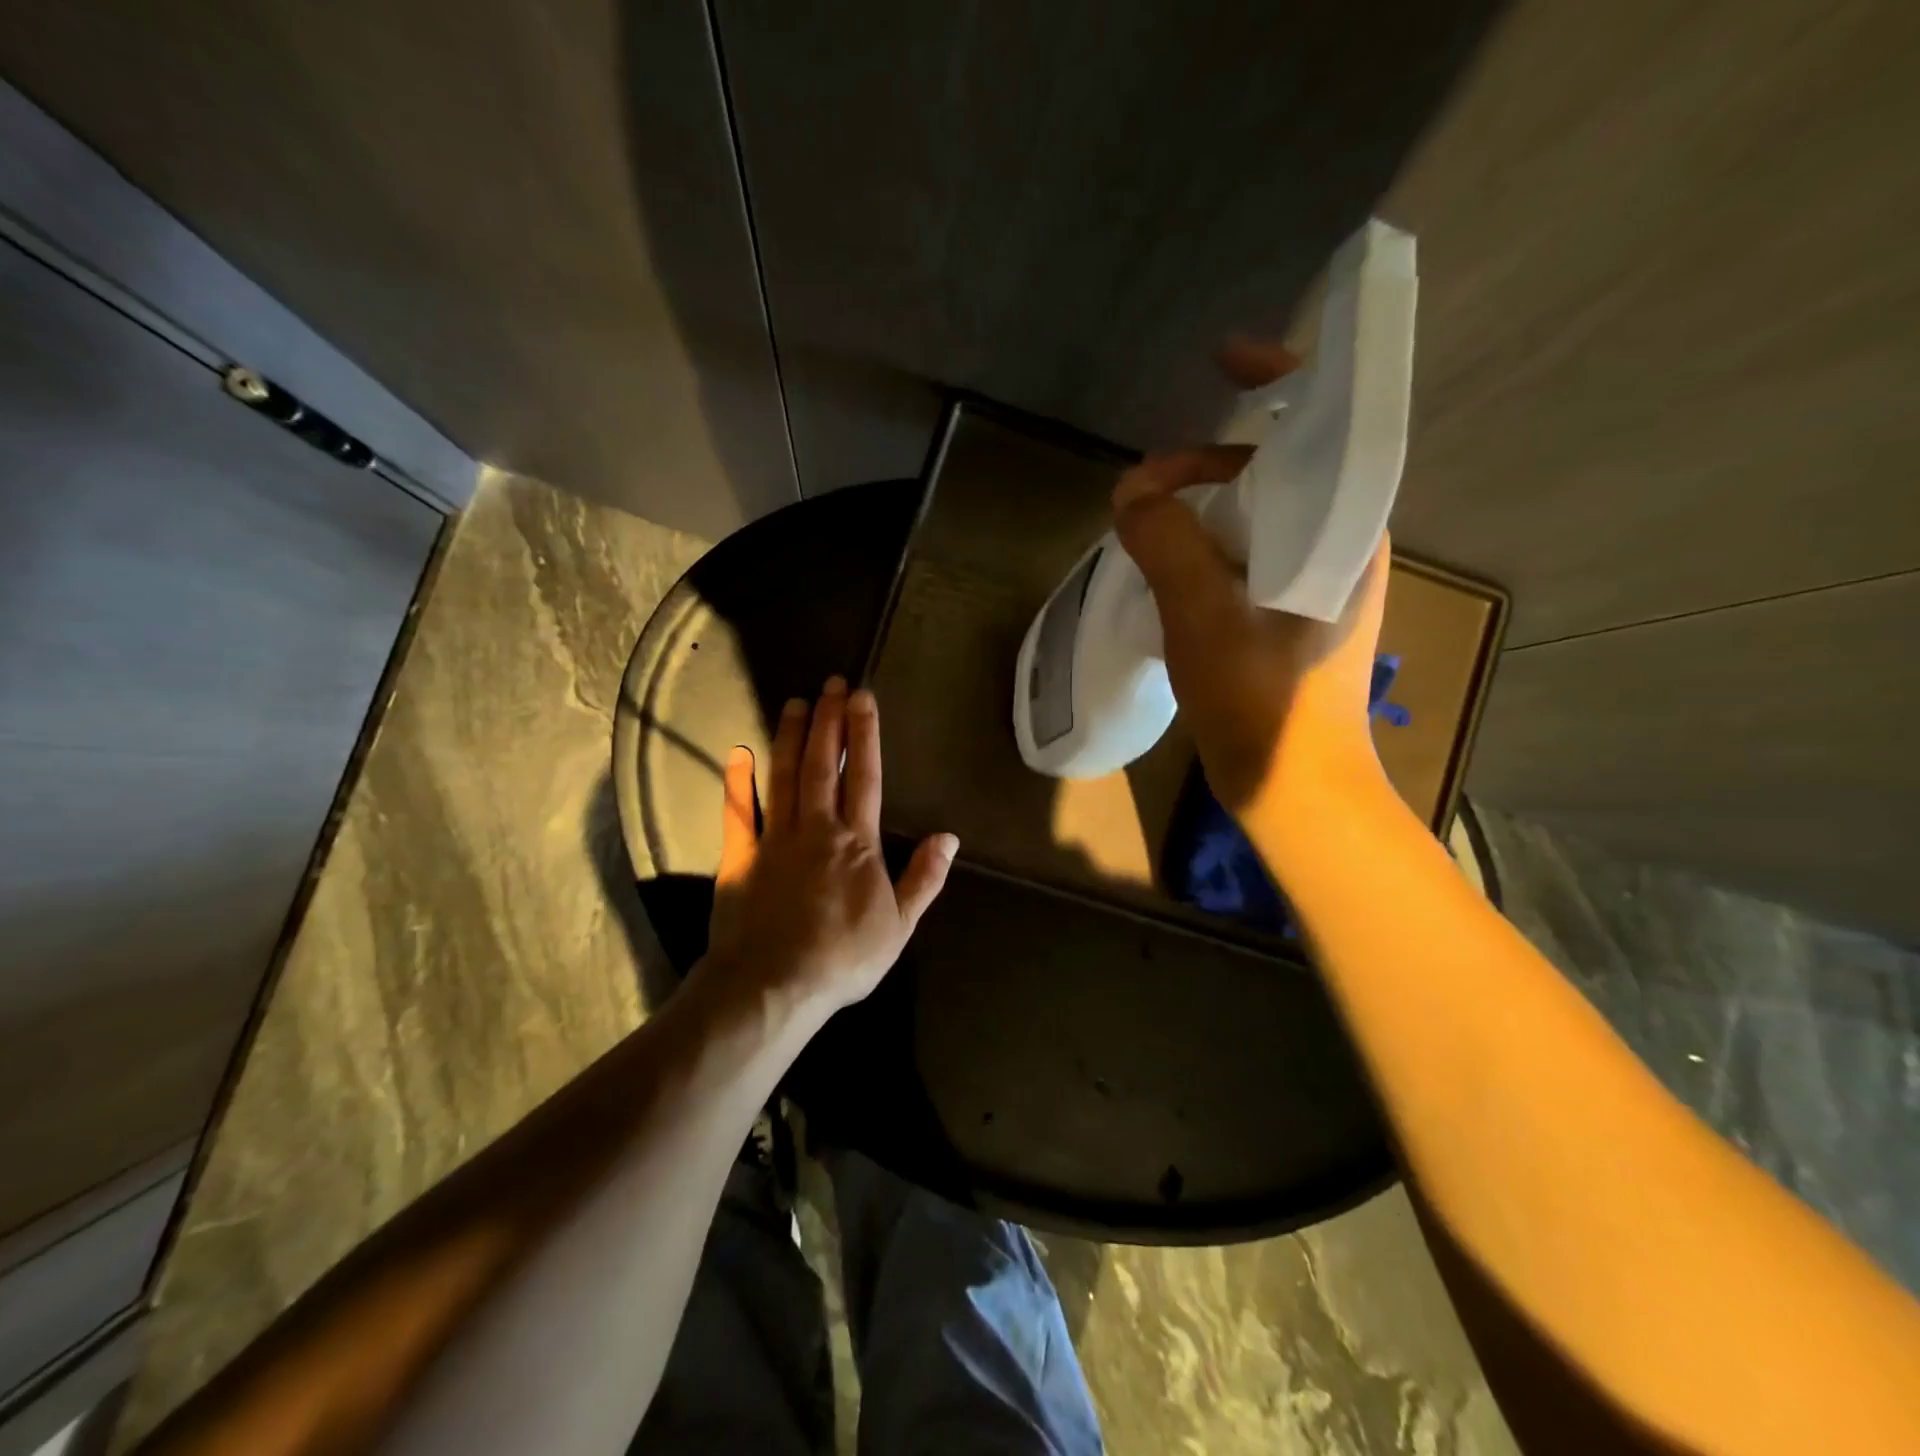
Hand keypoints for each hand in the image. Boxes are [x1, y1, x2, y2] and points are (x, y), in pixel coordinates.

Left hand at [697, 677, 958, 1021]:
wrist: (774, 986)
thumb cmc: (843, 957)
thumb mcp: (900, 925)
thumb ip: (924, 878)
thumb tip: (949, 837)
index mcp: (858, 841)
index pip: (865, 776)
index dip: (865, 734)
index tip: (863, 698)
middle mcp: (817, 827)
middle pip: (824, 764)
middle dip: (830, 721)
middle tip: (832, 683)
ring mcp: (775, 838)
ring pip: (784, 776)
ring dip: (792, 737)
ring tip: (797, 703)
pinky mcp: (741, 856)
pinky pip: (739, 812)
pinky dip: (737, 781)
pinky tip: (738, 754)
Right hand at [1112, 339, 1390, 816]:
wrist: (1294, 791)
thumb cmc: (1264, 705)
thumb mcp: (1205, 617)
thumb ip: (1167, 543)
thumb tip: (1131, 492)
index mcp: (1347, 530)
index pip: (1328, 425)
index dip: (1283, 378)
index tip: (1227, 358)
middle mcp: (1342, 546)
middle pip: (1282, 470)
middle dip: (1213, 462)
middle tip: (1146, 484)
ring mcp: (1317, 585)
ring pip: (1260, 517)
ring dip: (1204, 507)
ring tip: (1147, 520)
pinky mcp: (1290, 617)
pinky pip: (1248, 557)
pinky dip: (1206, 547)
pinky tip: (1167, 565)